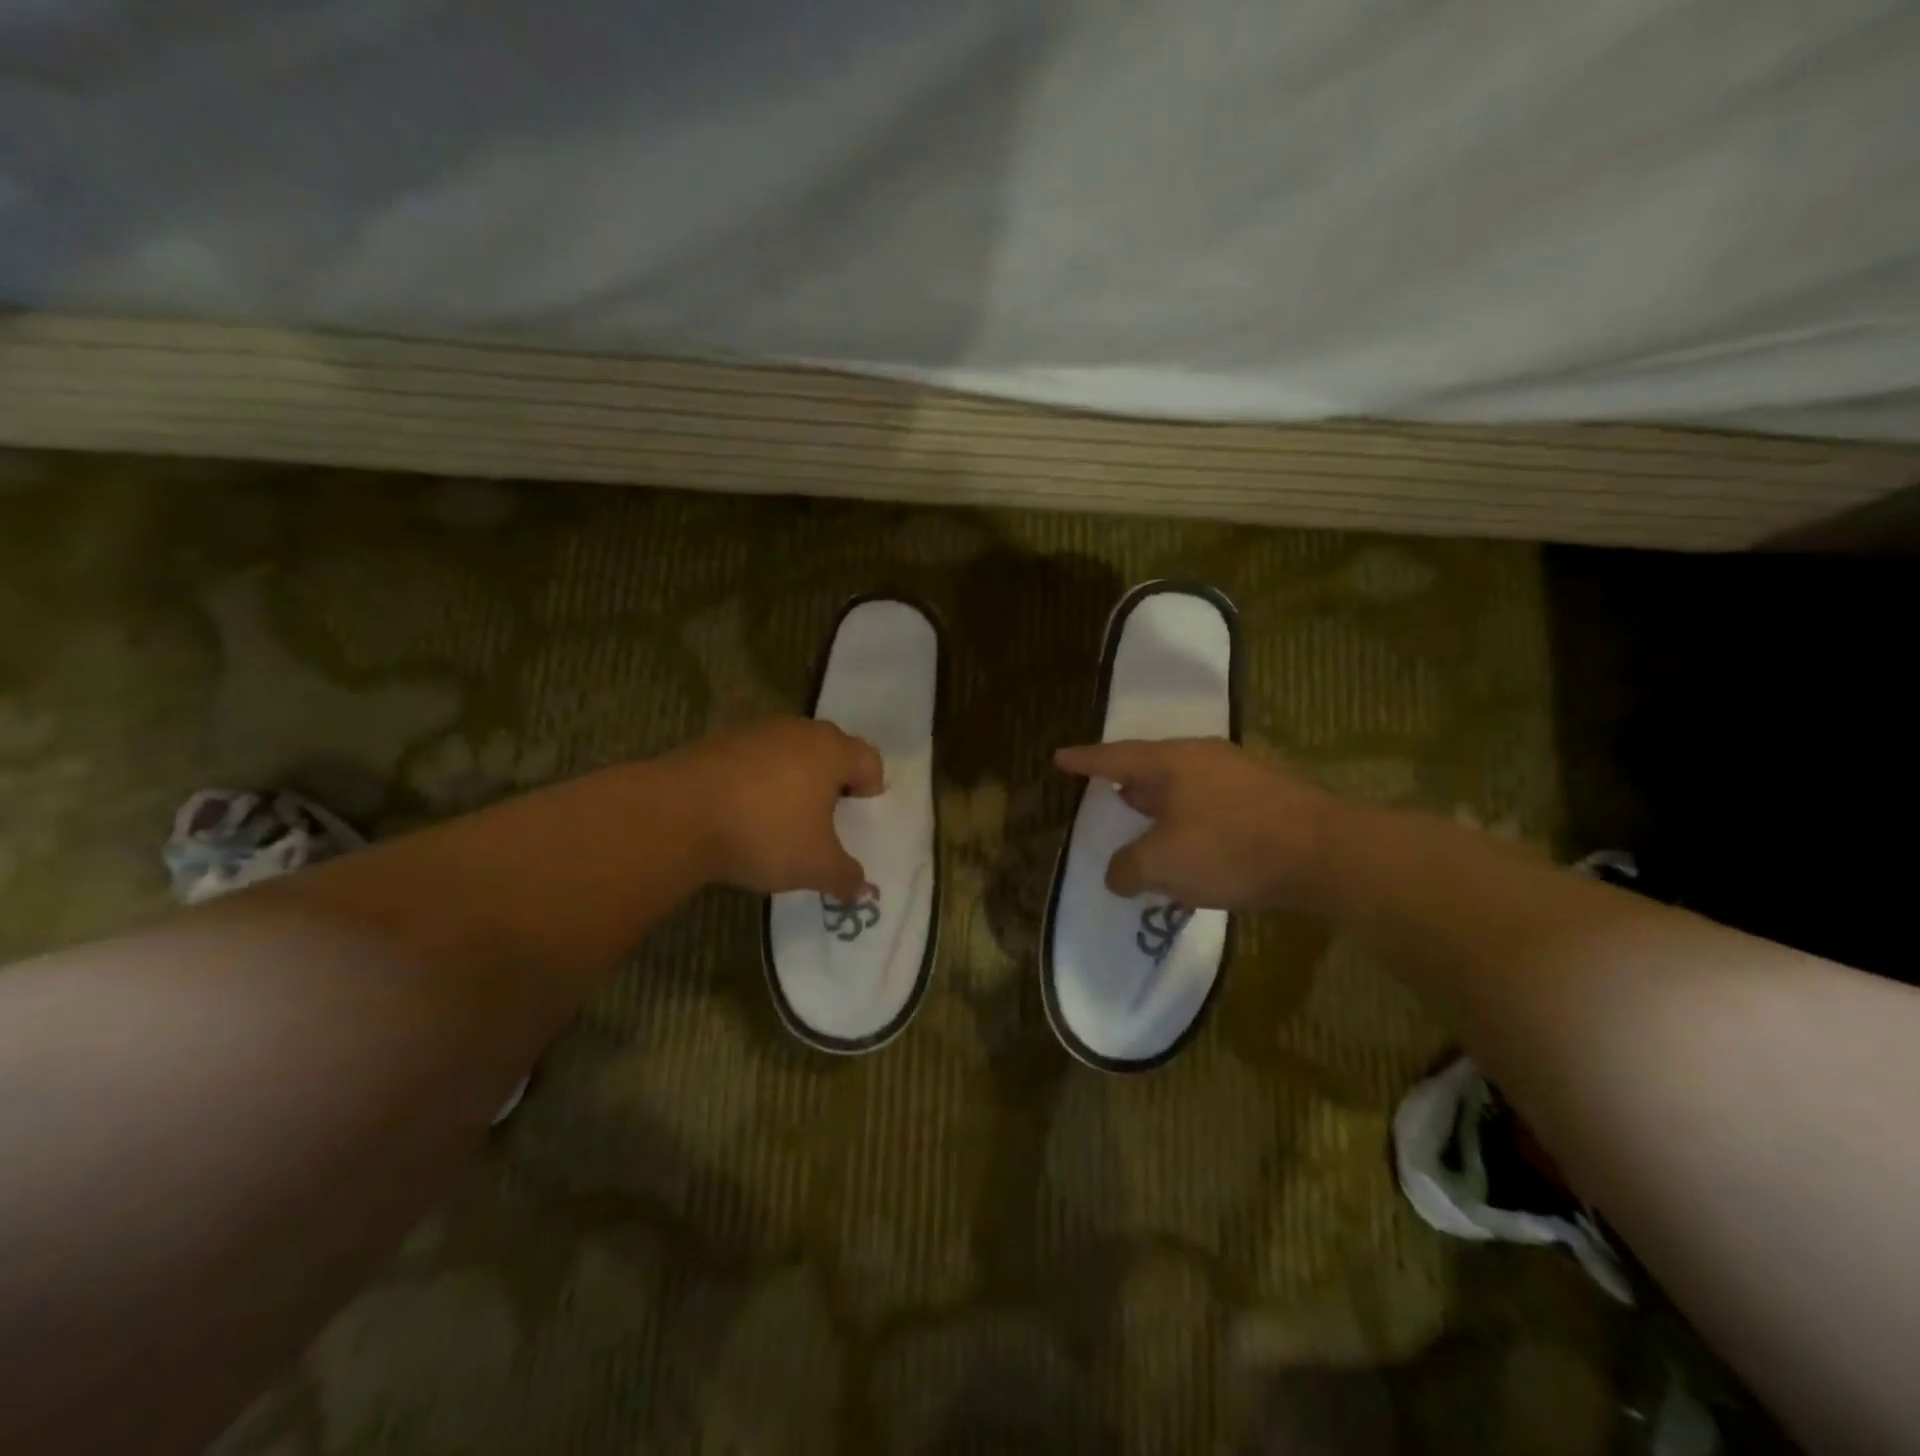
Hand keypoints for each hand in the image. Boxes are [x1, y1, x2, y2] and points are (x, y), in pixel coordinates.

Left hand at [667, 717, 883, 899]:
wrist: (676, 815)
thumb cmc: (764, 833)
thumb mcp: (815, 866)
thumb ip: (846, 877)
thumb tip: (862, 890)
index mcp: (831, 751)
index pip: (869, 758)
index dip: (871, 786)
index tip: (859, 812)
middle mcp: (798, 730)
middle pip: (830, 748)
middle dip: (833, 778)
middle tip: (826, 814)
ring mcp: (754, 731)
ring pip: (789, 750)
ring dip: (793, 776)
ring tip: (782, 814)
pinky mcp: (716, 740)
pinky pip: (753, 757)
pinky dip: (757, 778)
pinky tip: (743, 810)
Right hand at [1053, 738, 1338, 910]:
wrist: (1326, 853)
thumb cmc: (1231, 849)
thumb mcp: (1162, 865)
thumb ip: (1127, 869)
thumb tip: (1118, 873)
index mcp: (1170, 763)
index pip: (1114, 758)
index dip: (1084, 761)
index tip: (1060, 757)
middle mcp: (1203, 757)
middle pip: (1153, 765)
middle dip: (1129, 782)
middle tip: (1110, 793)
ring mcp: (1241, 772)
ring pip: (1187, 784)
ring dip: (1164, 803)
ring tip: (1151, 822)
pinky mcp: (1270, 795)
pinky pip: (1214, 801)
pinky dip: (1194, 818)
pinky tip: (1198, 843)